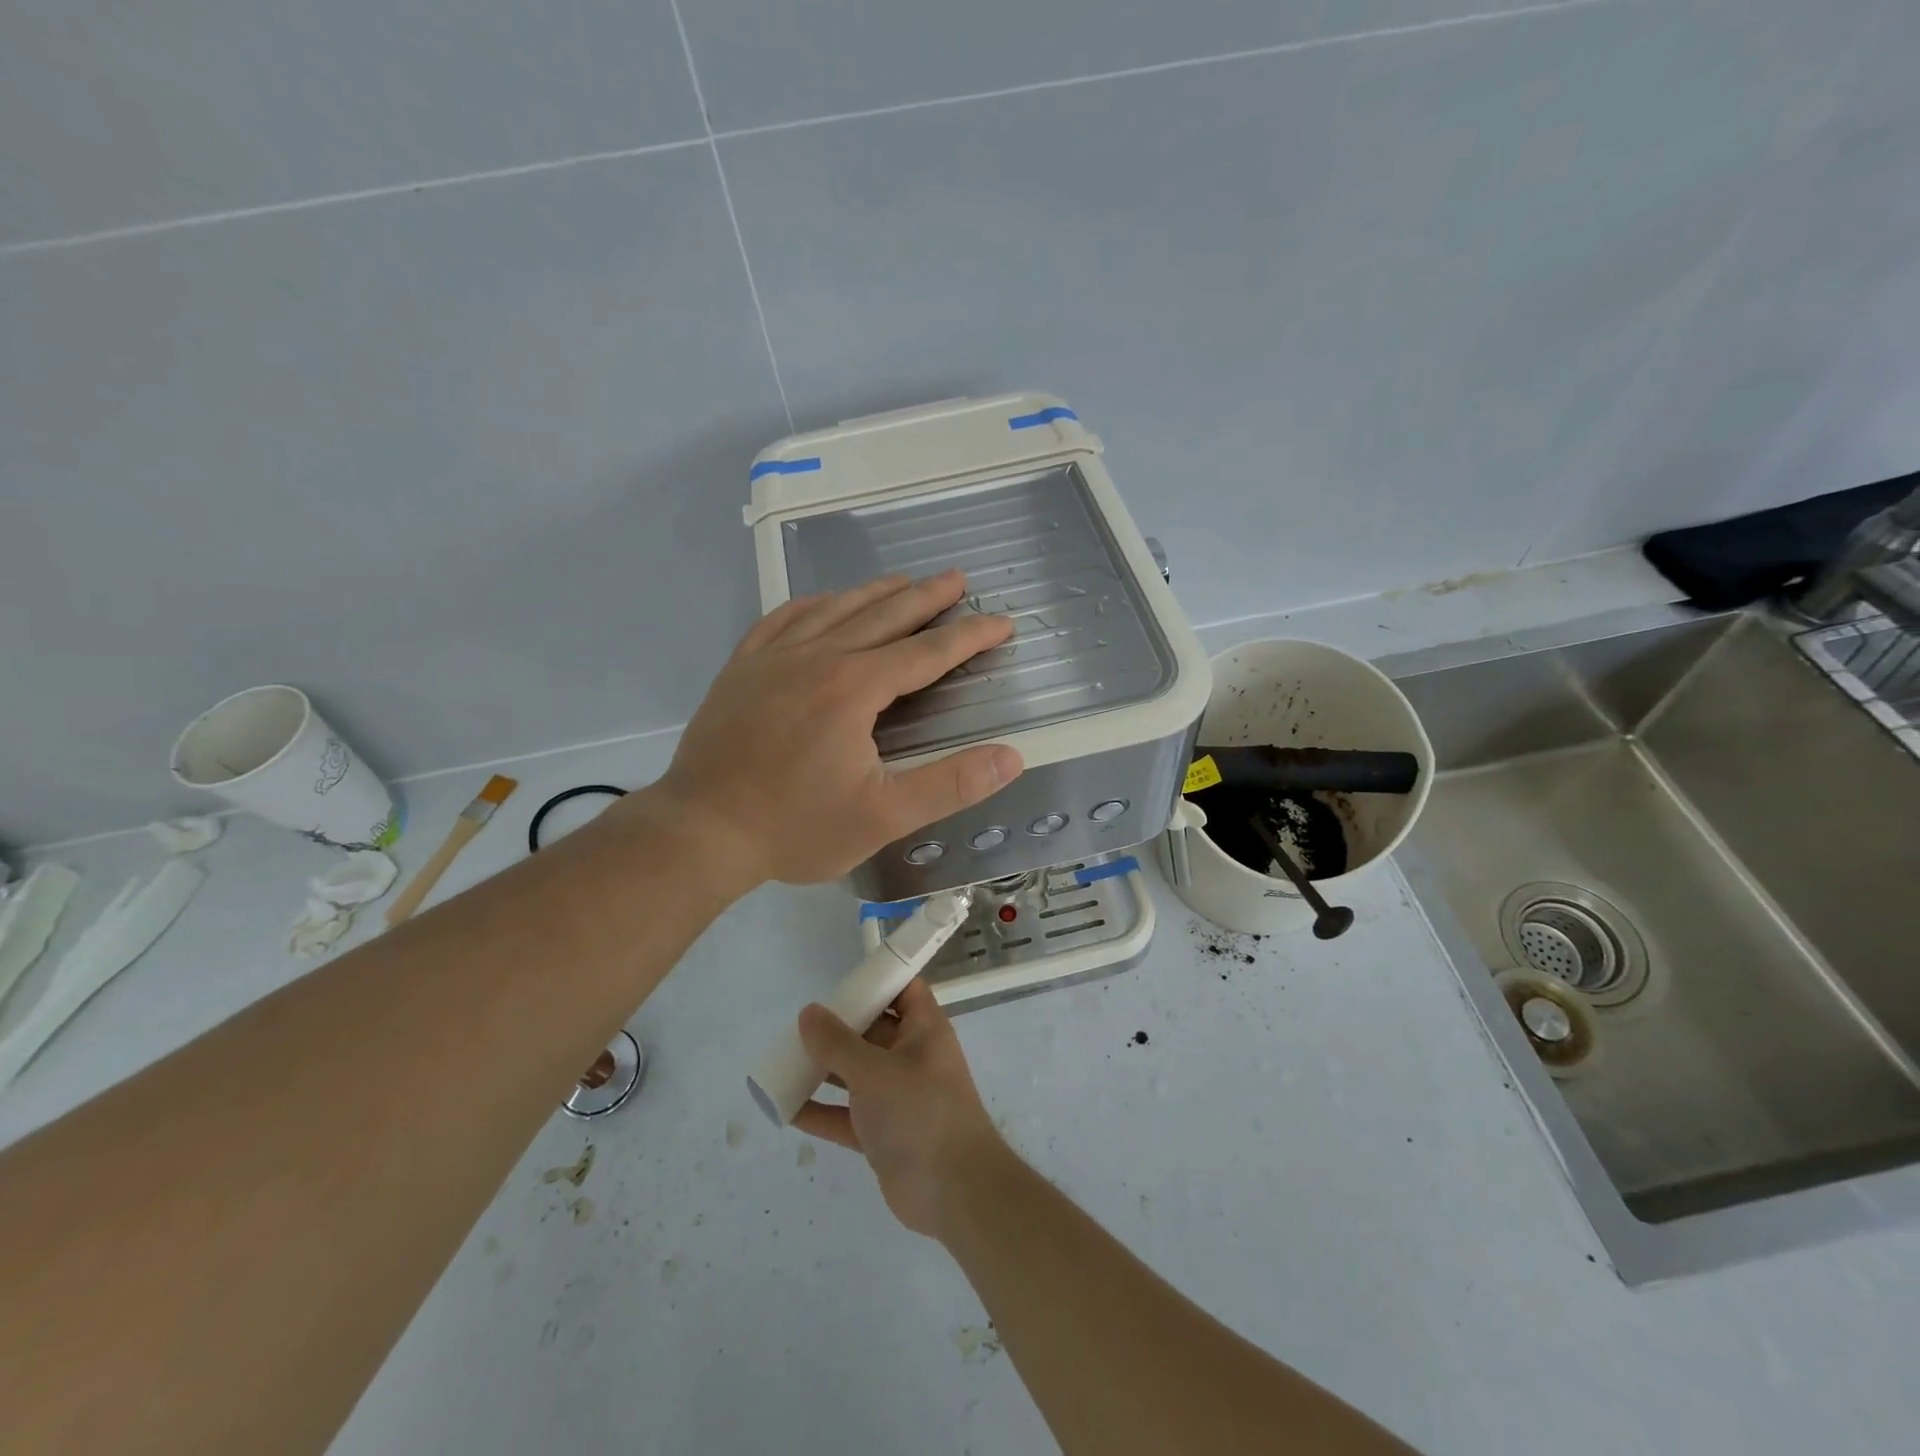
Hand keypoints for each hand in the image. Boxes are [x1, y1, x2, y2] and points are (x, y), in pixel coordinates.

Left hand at [649, 572, 1022, 892]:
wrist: (700, 831)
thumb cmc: (795, 827)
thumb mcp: (883, 816)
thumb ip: (950, 785)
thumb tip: (1012, 758)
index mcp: (854, 688)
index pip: (926, 653)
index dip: (969, 636)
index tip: (1001, 622)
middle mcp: (817, 658)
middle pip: (883, 616)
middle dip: (926, 598)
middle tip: (957, 579)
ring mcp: (773, 658)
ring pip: (834, 610)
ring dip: (874, 593)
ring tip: (903, 580)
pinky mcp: (742, 669)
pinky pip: (782, 619)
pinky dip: (812, 604)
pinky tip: (824, 602)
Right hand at [794, 978, 1006, 1239]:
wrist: (954, 1192)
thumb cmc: (920, 1113)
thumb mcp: (874, 1072)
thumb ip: (837, 1043)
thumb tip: (809, 1013)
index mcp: (923, 1029)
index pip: (903, 989)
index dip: (876, 979)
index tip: (840, 980)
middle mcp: (911, 1056)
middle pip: (872, 1029)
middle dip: (838, 1026)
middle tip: (799, 1025)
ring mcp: (897, 1096)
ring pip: (855, 1072)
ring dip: (823, 1068)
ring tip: (783, 1061)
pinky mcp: (883, 1133)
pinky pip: (846, 1114)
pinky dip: (820, 1111)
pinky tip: (785, 1108)